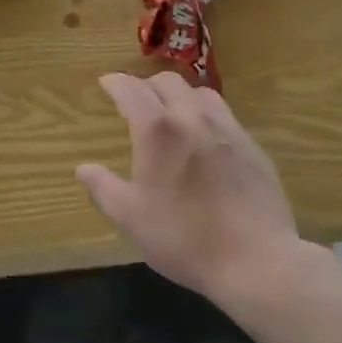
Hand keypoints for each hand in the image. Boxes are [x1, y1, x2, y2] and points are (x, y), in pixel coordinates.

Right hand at [77, 71, 304, 304]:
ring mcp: (227, 129)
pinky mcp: (252, 146)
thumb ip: (104, 189)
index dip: (116, 82)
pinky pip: (225, 115)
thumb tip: (83, 169)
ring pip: (200, 92)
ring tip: (173, 113)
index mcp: (158, 130)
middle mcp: (192, 117)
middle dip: (147, 84)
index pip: (132, 89)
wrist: (257, 261)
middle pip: (168, 81)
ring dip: (180, 95)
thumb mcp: (132, 219)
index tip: (106, 83)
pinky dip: (207, 115)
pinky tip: (206, 140)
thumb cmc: (185, 238)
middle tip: (137, 100)